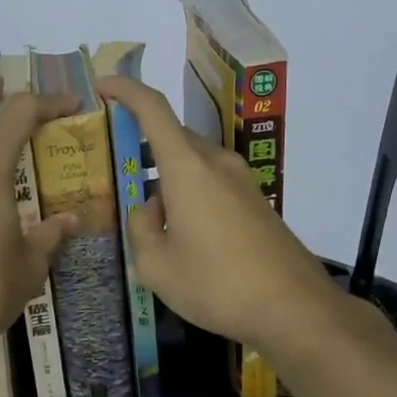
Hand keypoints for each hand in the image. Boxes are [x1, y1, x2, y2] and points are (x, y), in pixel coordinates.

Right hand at [96, 74, 346, 357]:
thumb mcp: (157, 266)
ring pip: (194, 161)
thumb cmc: (217, 284)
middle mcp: (217, 162)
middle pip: (173, 136)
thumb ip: (141, 228)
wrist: (294, 308)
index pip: (153, 108)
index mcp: (187, 168)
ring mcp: (242, 180)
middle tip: (117, 168)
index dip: (125, 90)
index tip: (101, 87)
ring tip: (148, 210)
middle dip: (143, 144)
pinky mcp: (256, 201)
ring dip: (167, 174)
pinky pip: (213, 181)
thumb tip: (149, 209)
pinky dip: (190, 190)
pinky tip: (183, 230)